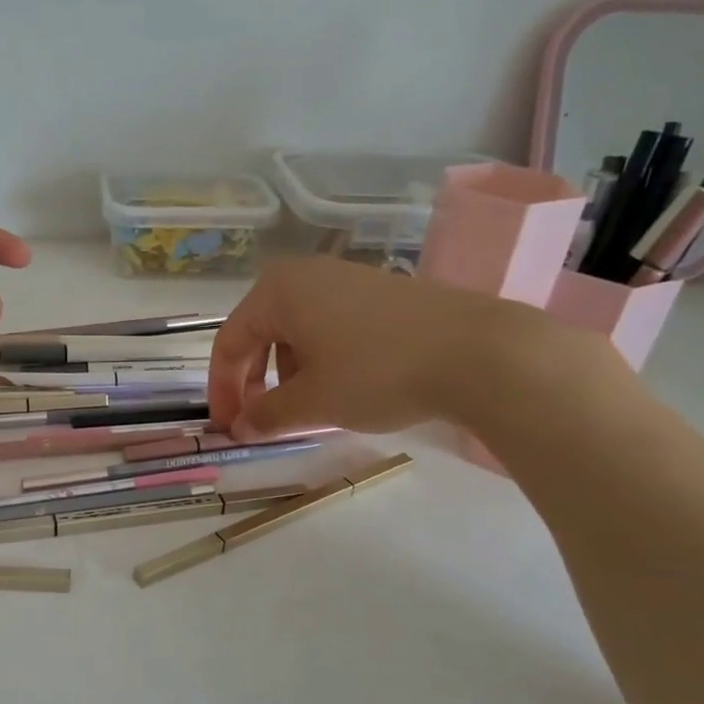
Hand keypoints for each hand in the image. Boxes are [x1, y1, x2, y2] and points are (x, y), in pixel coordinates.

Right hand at [208, 257, 568, 439]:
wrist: (480, 351)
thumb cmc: (377, 372)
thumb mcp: (312, 402)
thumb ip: (266, 416)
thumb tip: (239, 429)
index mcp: (277, 291)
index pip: (229, 342)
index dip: (223, 391)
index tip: (229, 429)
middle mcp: (305, 275)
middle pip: (260, 333)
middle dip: (255, 382)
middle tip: (261, 421)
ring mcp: (346, 279)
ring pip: (296, 331)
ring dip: (288, 374)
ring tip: (307, 409)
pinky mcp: (380, 292)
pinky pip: (329, 326)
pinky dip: (321, 360)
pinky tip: (343, 388)